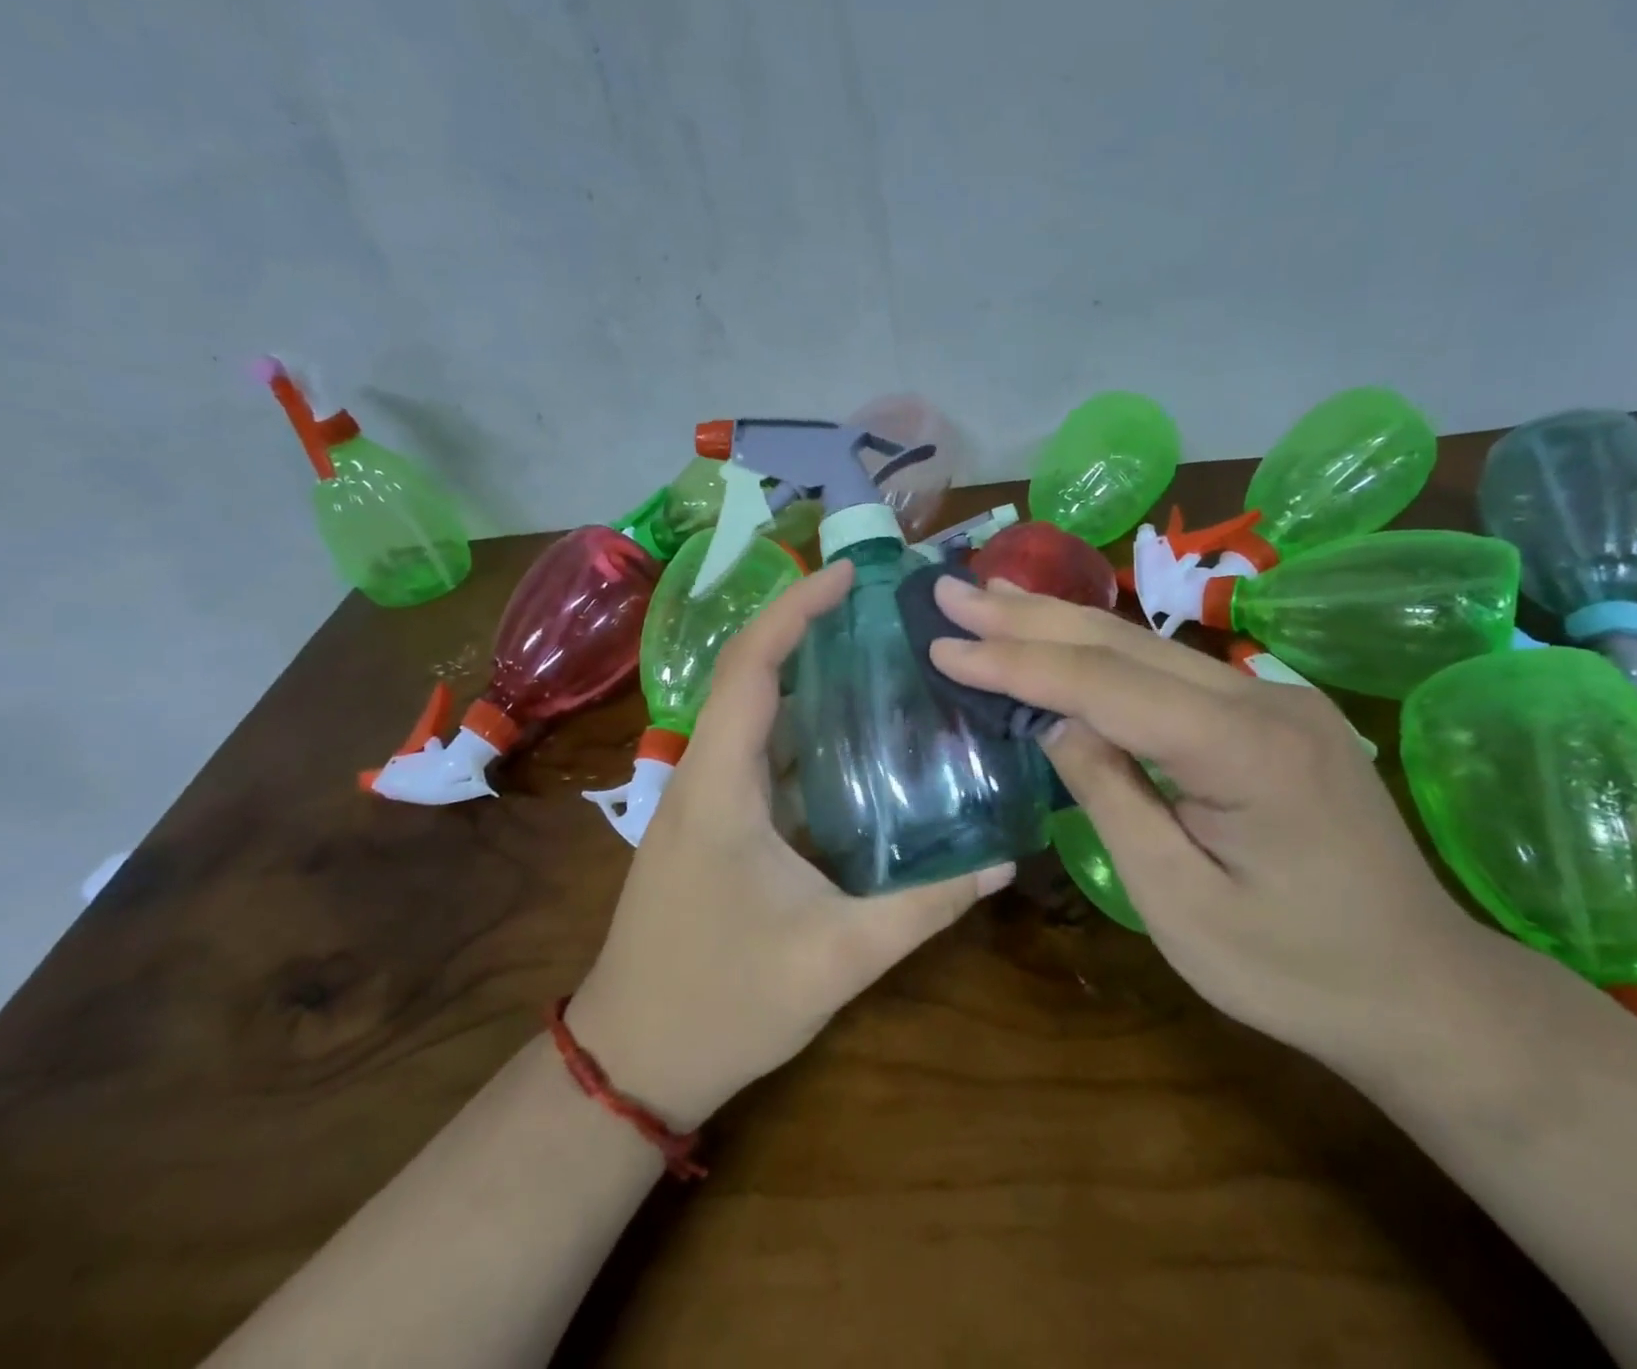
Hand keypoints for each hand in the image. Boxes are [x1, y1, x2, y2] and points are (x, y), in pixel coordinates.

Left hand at [569, 561, 1013, 1128]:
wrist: (634, 1061)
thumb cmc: (723, 1003)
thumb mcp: (837, 956)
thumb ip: (924, 907)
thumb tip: (1002, 861)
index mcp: (720, 784)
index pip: (752, 667)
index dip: (796, 609)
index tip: (848, 575)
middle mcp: (705, 775)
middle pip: (751, 675)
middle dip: (809, 629)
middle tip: (883, 612)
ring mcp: (704, 800)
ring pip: (755, 714)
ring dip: (808, 678)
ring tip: (880, 658)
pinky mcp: (714, 825)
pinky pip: (760, 754)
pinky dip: (804, 729)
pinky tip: (858, 740)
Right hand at [928, 576, 1487, 1065]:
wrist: (1424, 988)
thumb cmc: (1294, 969)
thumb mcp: (1178, 901)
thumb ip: (1110, 796)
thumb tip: (1054, 723)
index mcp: (1244, 747)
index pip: (1103, 684)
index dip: (1016, 663)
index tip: (943, 646)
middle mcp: (1262, 696)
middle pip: (1121, 642)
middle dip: (1027, 617)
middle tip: (951, 591)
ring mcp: (1273, 695)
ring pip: (1145, 644)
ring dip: (1060, 618)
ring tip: (992, 594)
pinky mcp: (1270, 709)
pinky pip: (1169, 668)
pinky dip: (1102, 648)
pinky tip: (1065, 633)